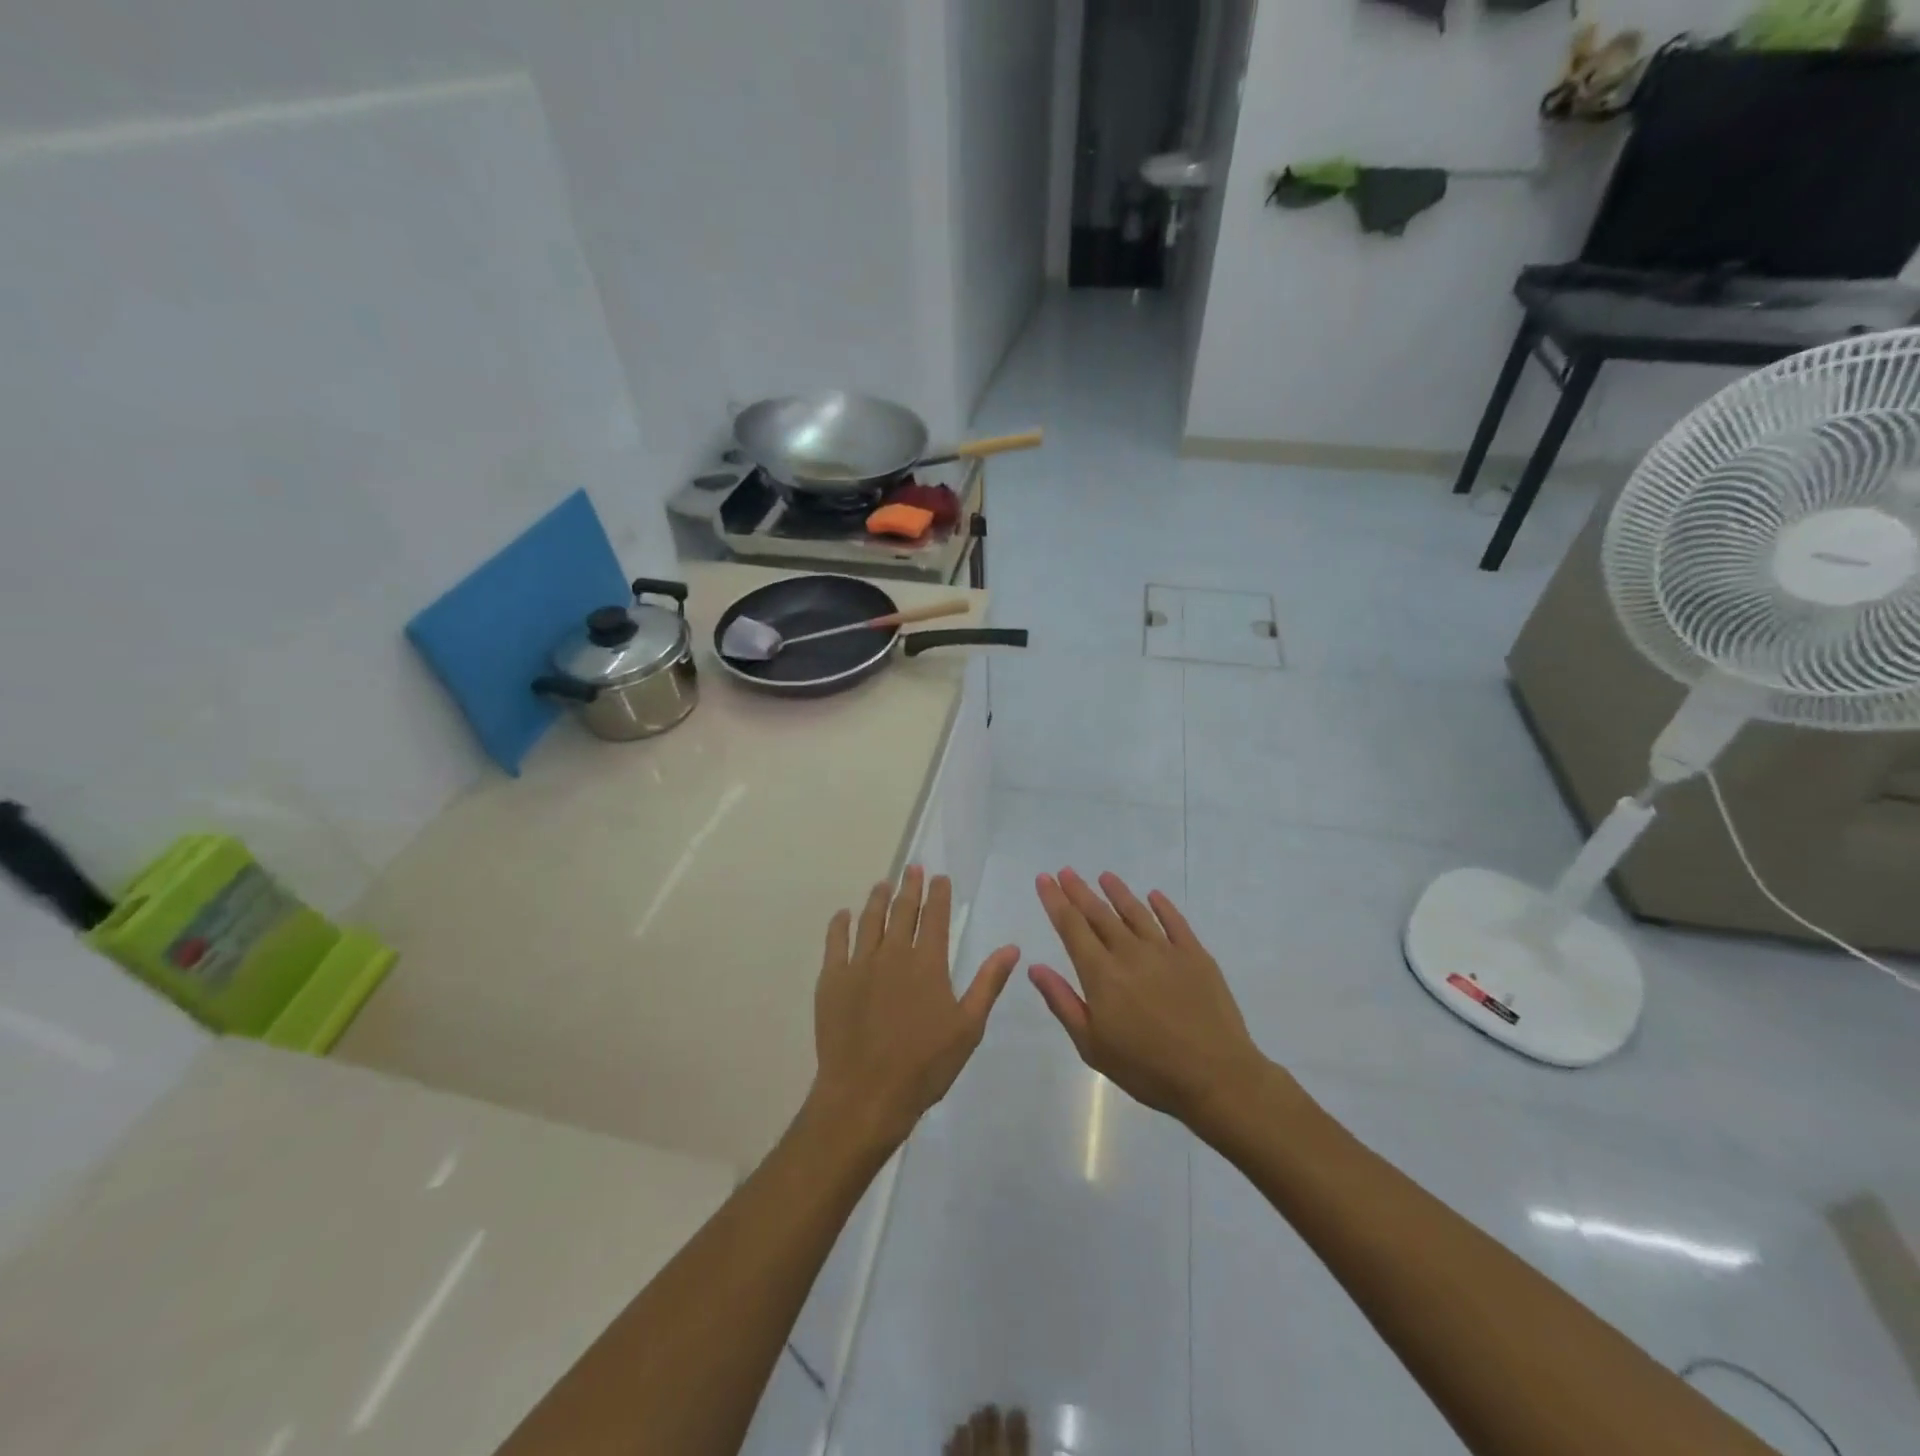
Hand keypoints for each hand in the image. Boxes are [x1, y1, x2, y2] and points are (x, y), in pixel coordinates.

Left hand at [810, 867, 1019, 1154]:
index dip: (938, 894)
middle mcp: (893, 954)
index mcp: (928, 963)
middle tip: (912, 869)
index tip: (940, 877)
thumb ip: (988, 983)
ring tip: (882, 884)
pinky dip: (840, 925)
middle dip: (909, 887)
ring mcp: (859, 964)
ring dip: (877, 899)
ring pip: (869, 920)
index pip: (934, 917)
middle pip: (902, 911)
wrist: (866, 1094)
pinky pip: (836, 942)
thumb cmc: (925, 1065)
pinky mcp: (833, 980)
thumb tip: (1011, 947)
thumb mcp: (968, 1027)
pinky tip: (843, 915)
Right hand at [1030, 869, 1267, 1127]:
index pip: (1072, 927)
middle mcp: (1130, 953)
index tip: (1045, 879)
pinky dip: (1162, 906)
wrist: (1216, 1077)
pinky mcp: (1196, 956)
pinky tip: (1153, 895)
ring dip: (1118, 892)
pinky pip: (1175, 922)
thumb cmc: (1147, 1069)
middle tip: (1066, 871)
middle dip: (1079, 891)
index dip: (1056, 901)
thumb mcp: (1092, 1045)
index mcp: (1102, 974)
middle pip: (1100, 914)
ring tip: (1104, 876)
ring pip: (1135, 912)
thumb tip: (1035, 967)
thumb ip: (1063, 1002)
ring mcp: (1166, 951)